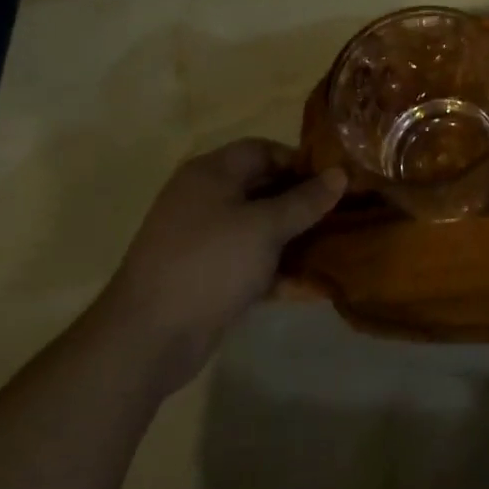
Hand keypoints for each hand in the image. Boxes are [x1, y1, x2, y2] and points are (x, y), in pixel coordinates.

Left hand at [98, 139, 345, 389]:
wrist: (147, 338)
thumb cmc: (210, 263)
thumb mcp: (265, 227)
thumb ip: (305, 200)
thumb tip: (341, 174)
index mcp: (212, 173)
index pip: (263, 150)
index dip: (300, 162)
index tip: (334, 182)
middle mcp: (205, 199)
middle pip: (263, 188)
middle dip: (303, 202)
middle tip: (341, 215)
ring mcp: (204, 239)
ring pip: (260, 228)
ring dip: (294, 238)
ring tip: (335, 248)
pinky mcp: (207, 276)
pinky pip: (250, 262)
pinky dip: (277, 269)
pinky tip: (312, 285)